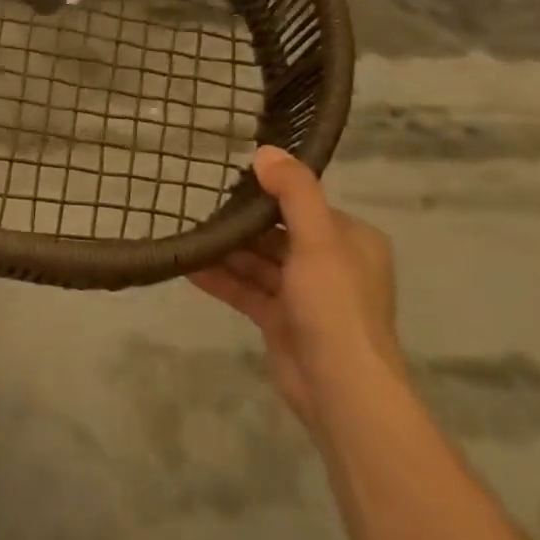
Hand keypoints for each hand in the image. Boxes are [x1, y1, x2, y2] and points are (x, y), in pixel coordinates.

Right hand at [193, 147, 400, 432]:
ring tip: (187, 234)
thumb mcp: (318, 240)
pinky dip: (221, 280)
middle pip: (277, 233)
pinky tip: (188, 268)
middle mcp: (331, 264)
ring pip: (259, 263)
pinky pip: (247, 290)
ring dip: (226, 252)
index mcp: (351, 240)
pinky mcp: (281, 321)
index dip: (269, 192)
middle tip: (198, 205)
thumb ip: (294, 193)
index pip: (304, 205)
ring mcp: (305, 295)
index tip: (229, 179)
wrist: (339, 388)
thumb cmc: (334, 306)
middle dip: (241, 224)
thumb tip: (265, 151)